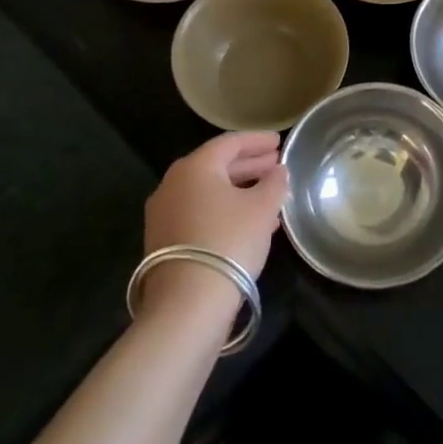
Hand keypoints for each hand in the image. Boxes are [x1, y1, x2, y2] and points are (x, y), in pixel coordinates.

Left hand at [139, 132, 287, 316]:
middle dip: (249, 164)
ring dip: (239, 189)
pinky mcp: (163, 241)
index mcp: (195, 167)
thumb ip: (274, 183)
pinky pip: (200, 212)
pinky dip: (225, 210)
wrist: (187, 303)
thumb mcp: (263, 208)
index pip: (230, 142)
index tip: (279, 141)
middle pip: (217, 166)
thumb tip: (278, 171)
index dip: (257, 140)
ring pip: (209, 191)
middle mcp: (173, 184)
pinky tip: (249, 222)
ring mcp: (164, 214)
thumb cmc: (229, 241)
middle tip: (275, 164)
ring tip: (269, 194)